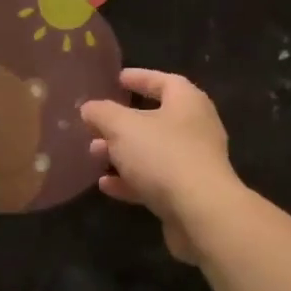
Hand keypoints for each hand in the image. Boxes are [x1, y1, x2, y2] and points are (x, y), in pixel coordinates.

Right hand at [81, 68, 243, 263]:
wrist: (200, 211)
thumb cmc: (163, 155)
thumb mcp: (123, 127)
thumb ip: (103, 114)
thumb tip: (90, 108)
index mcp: (187, 102)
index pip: (164, 81)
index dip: (139, 78)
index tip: (116, 79)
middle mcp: (196, 128)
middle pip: (156, 119)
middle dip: (123, 123)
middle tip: (96, 125)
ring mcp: (194, 163)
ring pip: (153, 152)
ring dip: (123, 153)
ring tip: (94, 154)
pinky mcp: (188, 193)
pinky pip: (155, 181)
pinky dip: (131, 181)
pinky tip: (106, 185)